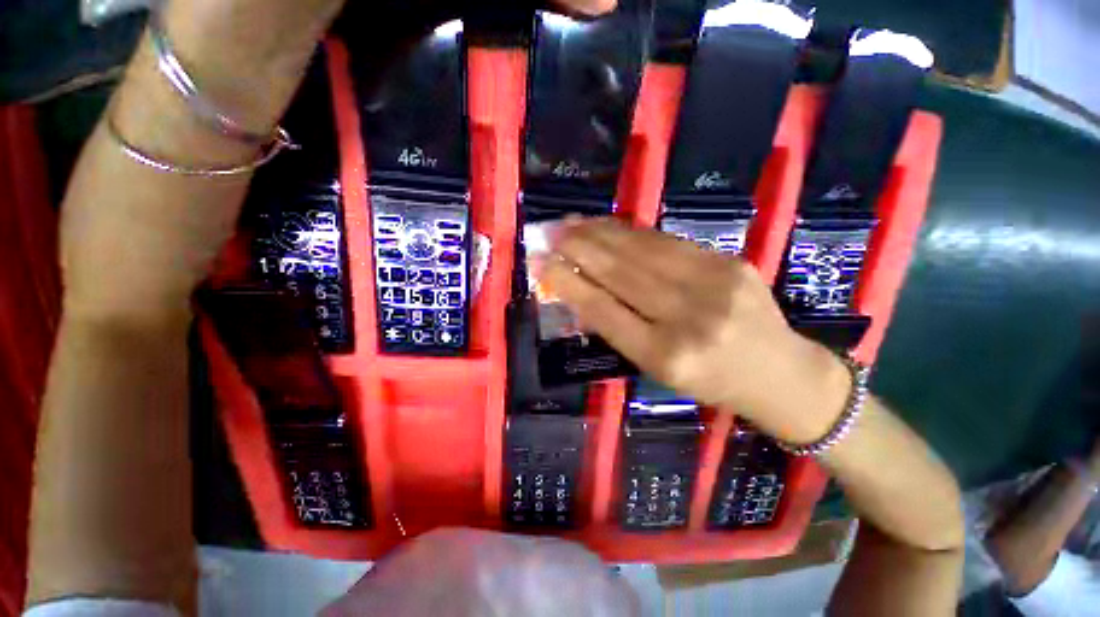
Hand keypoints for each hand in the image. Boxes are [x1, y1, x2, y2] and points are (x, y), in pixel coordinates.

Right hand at [543, 218, 851, 443]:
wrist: (780, 372)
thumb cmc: (710, 381)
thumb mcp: (657, 369)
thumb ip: (619, 329)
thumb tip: (580, 290)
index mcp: (665, 356)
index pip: (604, 311)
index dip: (570, 283)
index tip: (542, 264)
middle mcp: (688, 319)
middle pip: (620, 274)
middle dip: (579, 249)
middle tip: (550, 232)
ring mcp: (713, 285)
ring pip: (642, 250)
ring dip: (600, 233)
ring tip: (572, 222)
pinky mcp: (729, 261)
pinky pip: (668, 242)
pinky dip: (632, 232)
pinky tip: (610, 225)